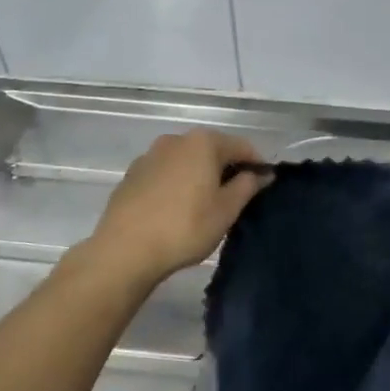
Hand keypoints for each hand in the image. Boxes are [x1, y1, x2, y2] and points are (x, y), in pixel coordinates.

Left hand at [86, 130, 272, 287]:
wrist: (124, 250)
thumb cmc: (185, 227)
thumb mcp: (226, 210)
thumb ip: (248, 186)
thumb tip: (261, 173)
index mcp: (203, 142)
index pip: (242, 146)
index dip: (257, 165)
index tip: (264, 187)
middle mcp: (175, 140)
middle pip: (212, 150)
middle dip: (227, 169)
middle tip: (236, 199)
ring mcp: (150, 155)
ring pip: (187, 161)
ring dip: (200, 176)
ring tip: (205, 206)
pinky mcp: (132, 175)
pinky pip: (166, 173)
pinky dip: (178, 184)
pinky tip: (177, 209)